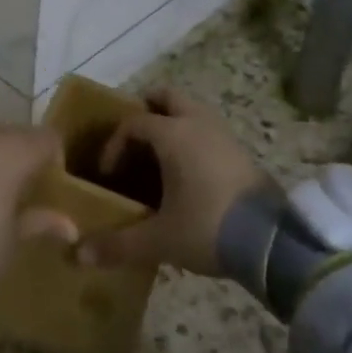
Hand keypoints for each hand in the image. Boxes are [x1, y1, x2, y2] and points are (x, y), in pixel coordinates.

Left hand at [0, 127, 78, 301]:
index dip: (57, 159)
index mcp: (15, 150)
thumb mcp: (13, 241)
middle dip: (28, 158)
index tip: (57, 187)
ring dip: (1, 161)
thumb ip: (41, 223)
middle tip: (31, 193)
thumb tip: (70, 224)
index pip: (49, 138)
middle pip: (20, 136)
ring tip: (3, 197)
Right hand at [76, 88, 269, 275]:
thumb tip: (79, 255)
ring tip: (160, 156)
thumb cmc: (208, 227)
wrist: (272, 242)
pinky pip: (208, 129)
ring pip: (191, 110)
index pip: (134, 123)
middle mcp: (198, 122)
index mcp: (173, 133)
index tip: (108, 174)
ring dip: (173, 123)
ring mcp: (224, 133)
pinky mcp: (241, 150)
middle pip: (167, 97)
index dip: (115, 144)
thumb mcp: (160, 239)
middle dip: (147, 110)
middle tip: (133, 139)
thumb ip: (119, 244)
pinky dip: (193, 138)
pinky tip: (189, 172)